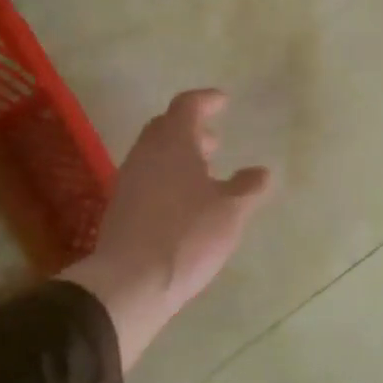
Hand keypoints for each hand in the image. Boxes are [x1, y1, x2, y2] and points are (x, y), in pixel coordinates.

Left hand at [63, 89, 271, 369]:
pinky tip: (184, 201)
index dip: (206, 100)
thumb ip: (247, 187)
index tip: (223, 101)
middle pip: (166, 127)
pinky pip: (147, 177)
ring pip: (155, 154)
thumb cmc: (187, 235)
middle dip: (191, 129)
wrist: (130, 282)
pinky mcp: (121, 207)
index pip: (187, 106)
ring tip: (204, 173)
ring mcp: (129, 180)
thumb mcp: (230, 211)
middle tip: (214, 141)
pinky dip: (167, 177)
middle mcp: (146, 153)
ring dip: (179, 155)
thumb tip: (262, 171)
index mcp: (173, 143)